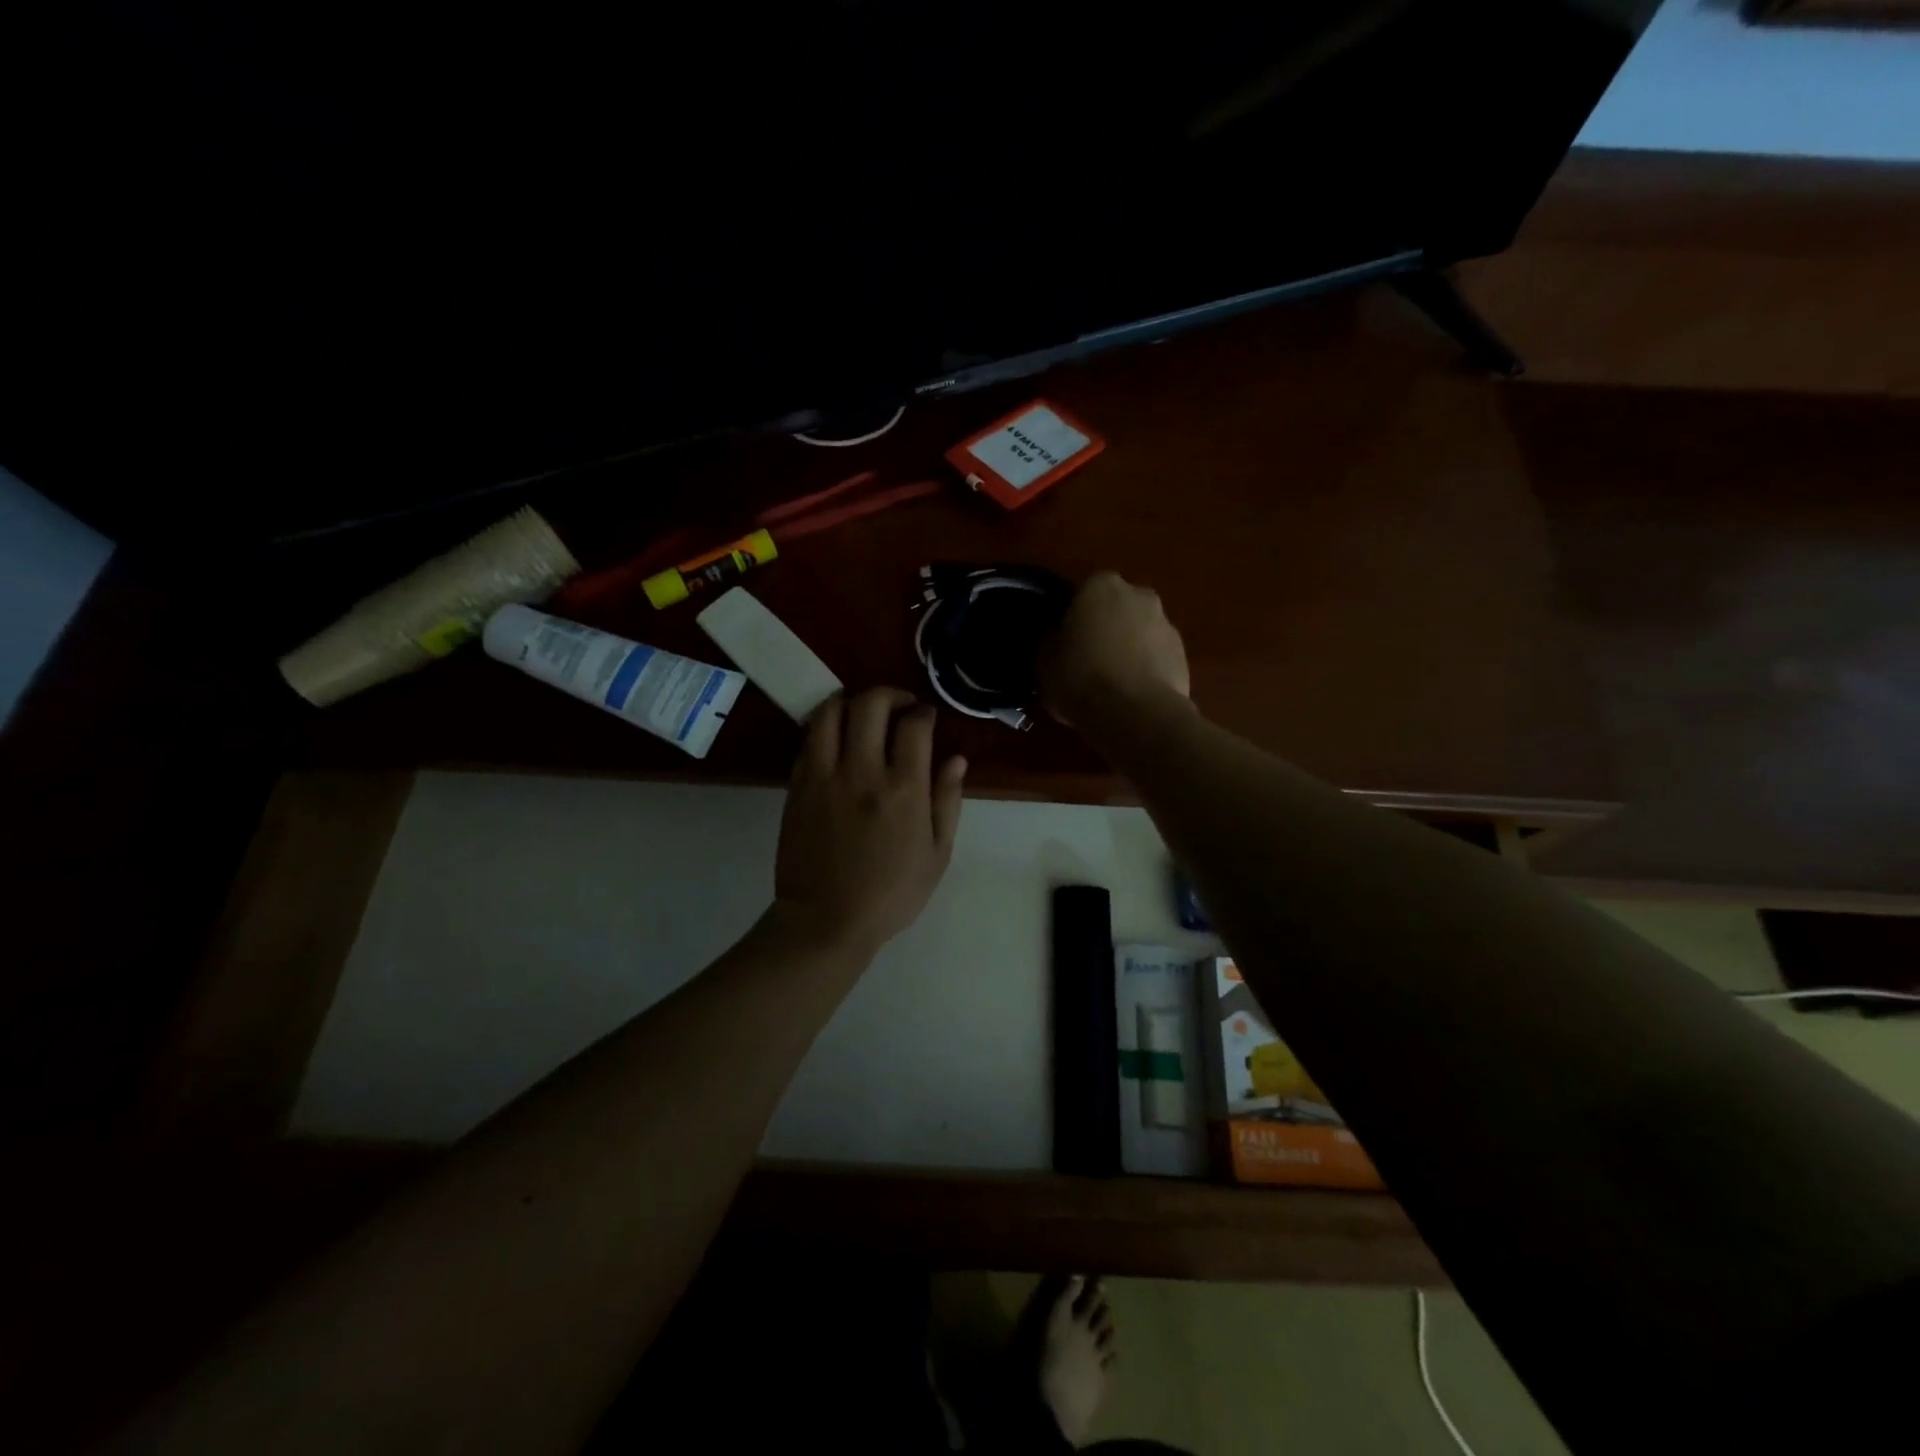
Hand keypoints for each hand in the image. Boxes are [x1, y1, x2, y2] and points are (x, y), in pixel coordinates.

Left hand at [773, 688, 966, 956]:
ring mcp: (825, 775)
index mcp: (904, 789)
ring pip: (831, 711)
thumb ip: (947, 801)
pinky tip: (837, 738)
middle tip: (899, 706)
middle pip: (871, 704)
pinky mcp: (798, 785)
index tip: (926, 717)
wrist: (826, 920)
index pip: (914, 725)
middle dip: (889, 694)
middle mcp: (863, 771)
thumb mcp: (937, 855)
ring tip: (862, 713)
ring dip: (850, 701)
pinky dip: (825, 726)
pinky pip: (809, 738)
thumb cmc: (891, 893)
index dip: (923, 712)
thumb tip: (957, 759)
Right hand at [1039, 572, 1189, 726]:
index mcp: (1099, 586)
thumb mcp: (1044, 662)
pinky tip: (1132, 695)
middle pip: (1116, 607)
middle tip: (1088, 658)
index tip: (1064, 640)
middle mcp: (1138, 594)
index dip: (1072, 617)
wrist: (1136, 714)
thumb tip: (1052, 635)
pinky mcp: (1183, 654)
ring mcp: (1166, 623)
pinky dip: (1146, 668)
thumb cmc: (1081, 679)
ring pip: (1140, 631)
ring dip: (1129, 647)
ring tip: (1112, 682)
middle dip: (1105, 626)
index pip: (1081, 592)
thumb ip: (1048, 640)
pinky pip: (1157, 656)